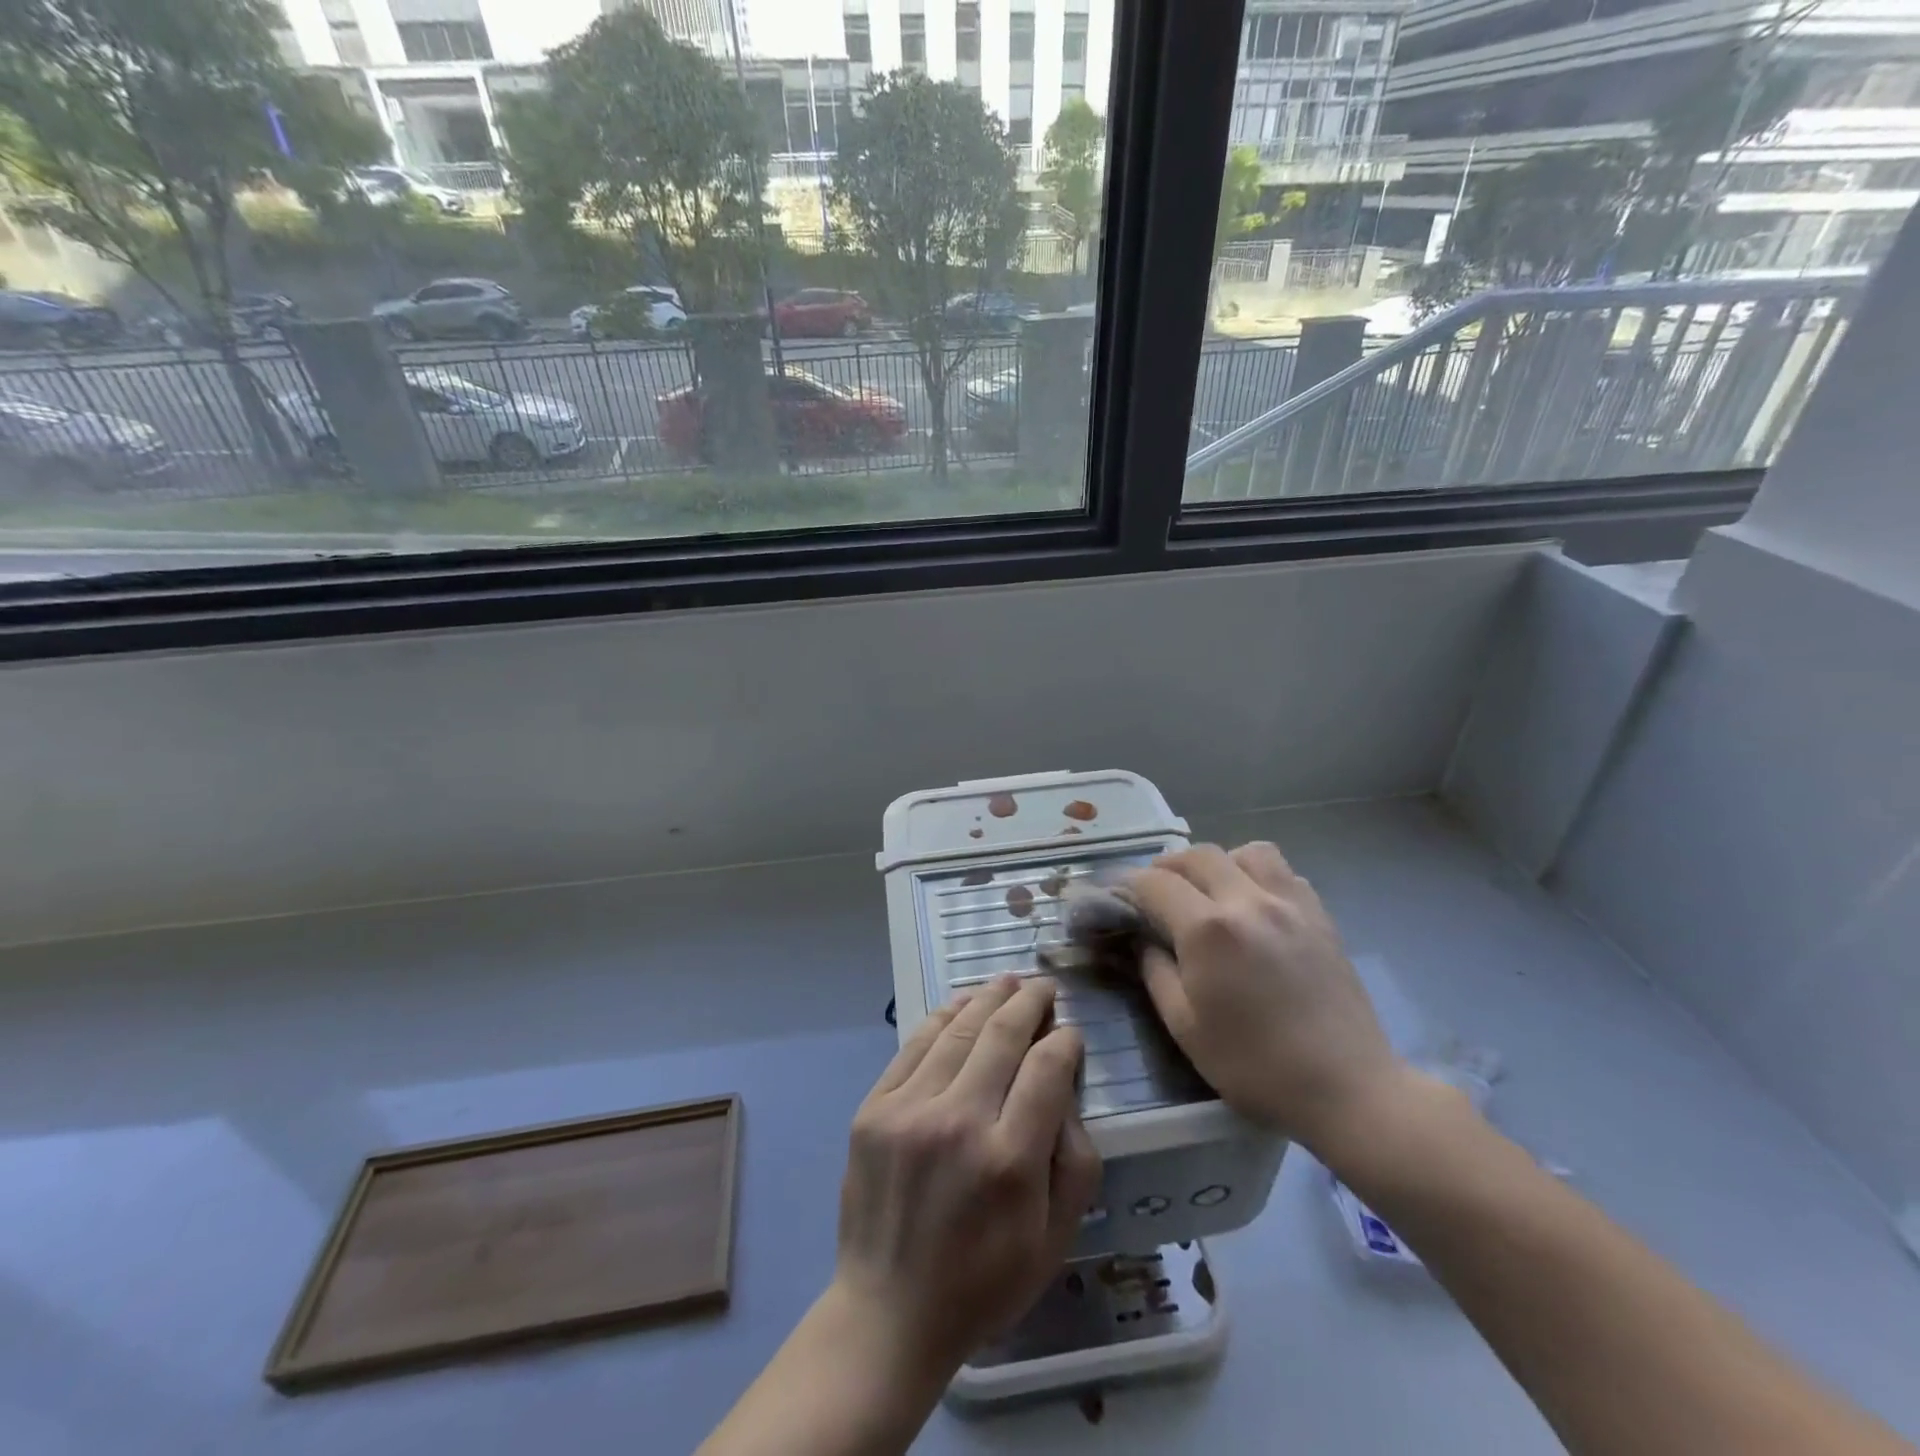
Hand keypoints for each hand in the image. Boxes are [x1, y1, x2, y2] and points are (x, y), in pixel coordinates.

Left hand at [832, 975, 1101, 1377]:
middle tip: (1043, 987)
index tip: (1070, 1033)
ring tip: (1008, 982)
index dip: (1064, 1041)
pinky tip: (961, 1004)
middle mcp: (959, 1122)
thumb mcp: (1054, 1240)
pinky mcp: (874, 1109)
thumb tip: (1066, 1088)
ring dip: (988, 998)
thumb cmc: (983, 1282)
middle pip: (1002, 1035)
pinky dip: (942, 1018)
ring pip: (958, 1030)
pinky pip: (914, 1046)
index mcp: (1010, 1160)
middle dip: (1030, 1002)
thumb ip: (1075, 1161)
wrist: (889, 1312)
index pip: (1047, 1069)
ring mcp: (909, 1110)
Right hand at [1126, 843, 1404, 1155]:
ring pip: (1245, 852)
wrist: (1348, 1089)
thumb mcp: (1185, 1027)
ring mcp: (1290, 904)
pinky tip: (1252, 906)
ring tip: (1208, 891)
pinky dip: (1257, 875)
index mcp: (1208, 930)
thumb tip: (1140, 939)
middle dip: (1167, 867)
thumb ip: (1154, 971)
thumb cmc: (1256, 1067)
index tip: (1114, 894)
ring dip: (1217, 863)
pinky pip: (1283, 872)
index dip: (1127, 884)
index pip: (1155, 883)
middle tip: (1154, 893)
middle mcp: (1248, 901)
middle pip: (1197, 856)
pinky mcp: (1320, 916)